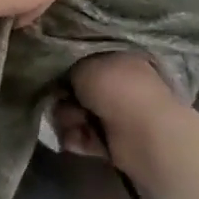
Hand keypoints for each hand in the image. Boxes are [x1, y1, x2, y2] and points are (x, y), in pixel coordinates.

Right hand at [54, 53, 188, 176]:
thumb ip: (67, 68)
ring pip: (76, 115)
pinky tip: (79, 140)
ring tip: (75, 125)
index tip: (54, 78)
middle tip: (64, 103)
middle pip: (76, 91)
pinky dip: (78, 139)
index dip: (64, 70)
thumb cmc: (115, 88)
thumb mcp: (83, 64)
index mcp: (118, 58)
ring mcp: (117, 113)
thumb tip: (61, 81)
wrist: (144, 133)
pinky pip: (83, 137)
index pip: (83, 61)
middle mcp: (119, 83)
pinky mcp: (113, 140)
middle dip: (63, 100)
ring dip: (68, 121)